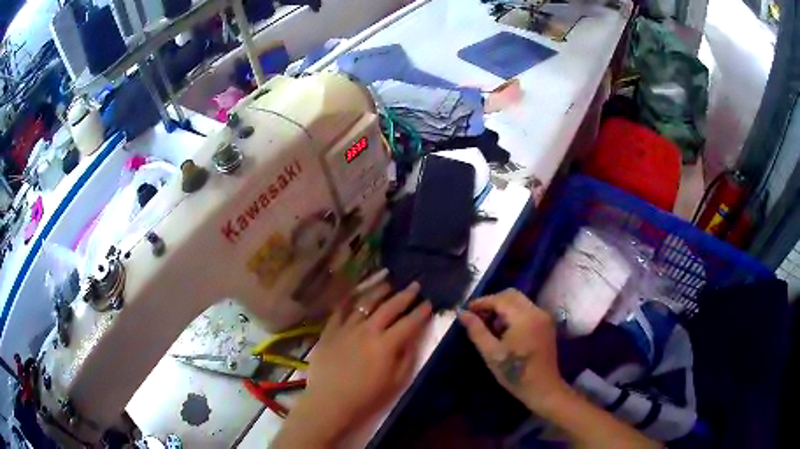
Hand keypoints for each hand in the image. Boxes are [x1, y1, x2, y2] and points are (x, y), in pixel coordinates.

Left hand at [274, 282, 432, 447]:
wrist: (330, 402)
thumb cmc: (366, 396)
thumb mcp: (396, 382)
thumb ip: (407, 358)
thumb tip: (412, 339)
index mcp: (386, 344)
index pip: (409, 322)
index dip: (421, 312)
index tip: (429, 302)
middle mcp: (368, 330)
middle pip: (389, 307)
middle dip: (405, 295)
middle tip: (415, 285)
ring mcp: (346, 328)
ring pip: (365, 303)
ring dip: (379, 292)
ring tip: (388, 283)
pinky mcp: (330, 331)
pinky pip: (340, 310)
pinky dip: (348, 300)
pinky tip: (354, 294)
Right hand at [458, 289, 567, 413]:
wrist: (542, 388)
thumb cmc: (515, 373)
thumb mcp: (491, 354)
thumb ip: (476, 331)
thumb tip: (462, 313)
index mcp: (524, 317)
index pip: (500, 299)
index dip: (482, 302)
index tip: (466, 310)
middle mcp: (537, 311)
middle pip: (511, 295)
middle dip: (493, 303)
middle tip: (478, 317)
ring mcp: (544, 317)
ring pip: (519, 302)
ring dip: (503, 308)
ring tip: (490, 326)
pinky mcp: (546, 324)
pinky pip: (527, 310)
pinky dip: (513, 314)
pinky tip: (504, 331)